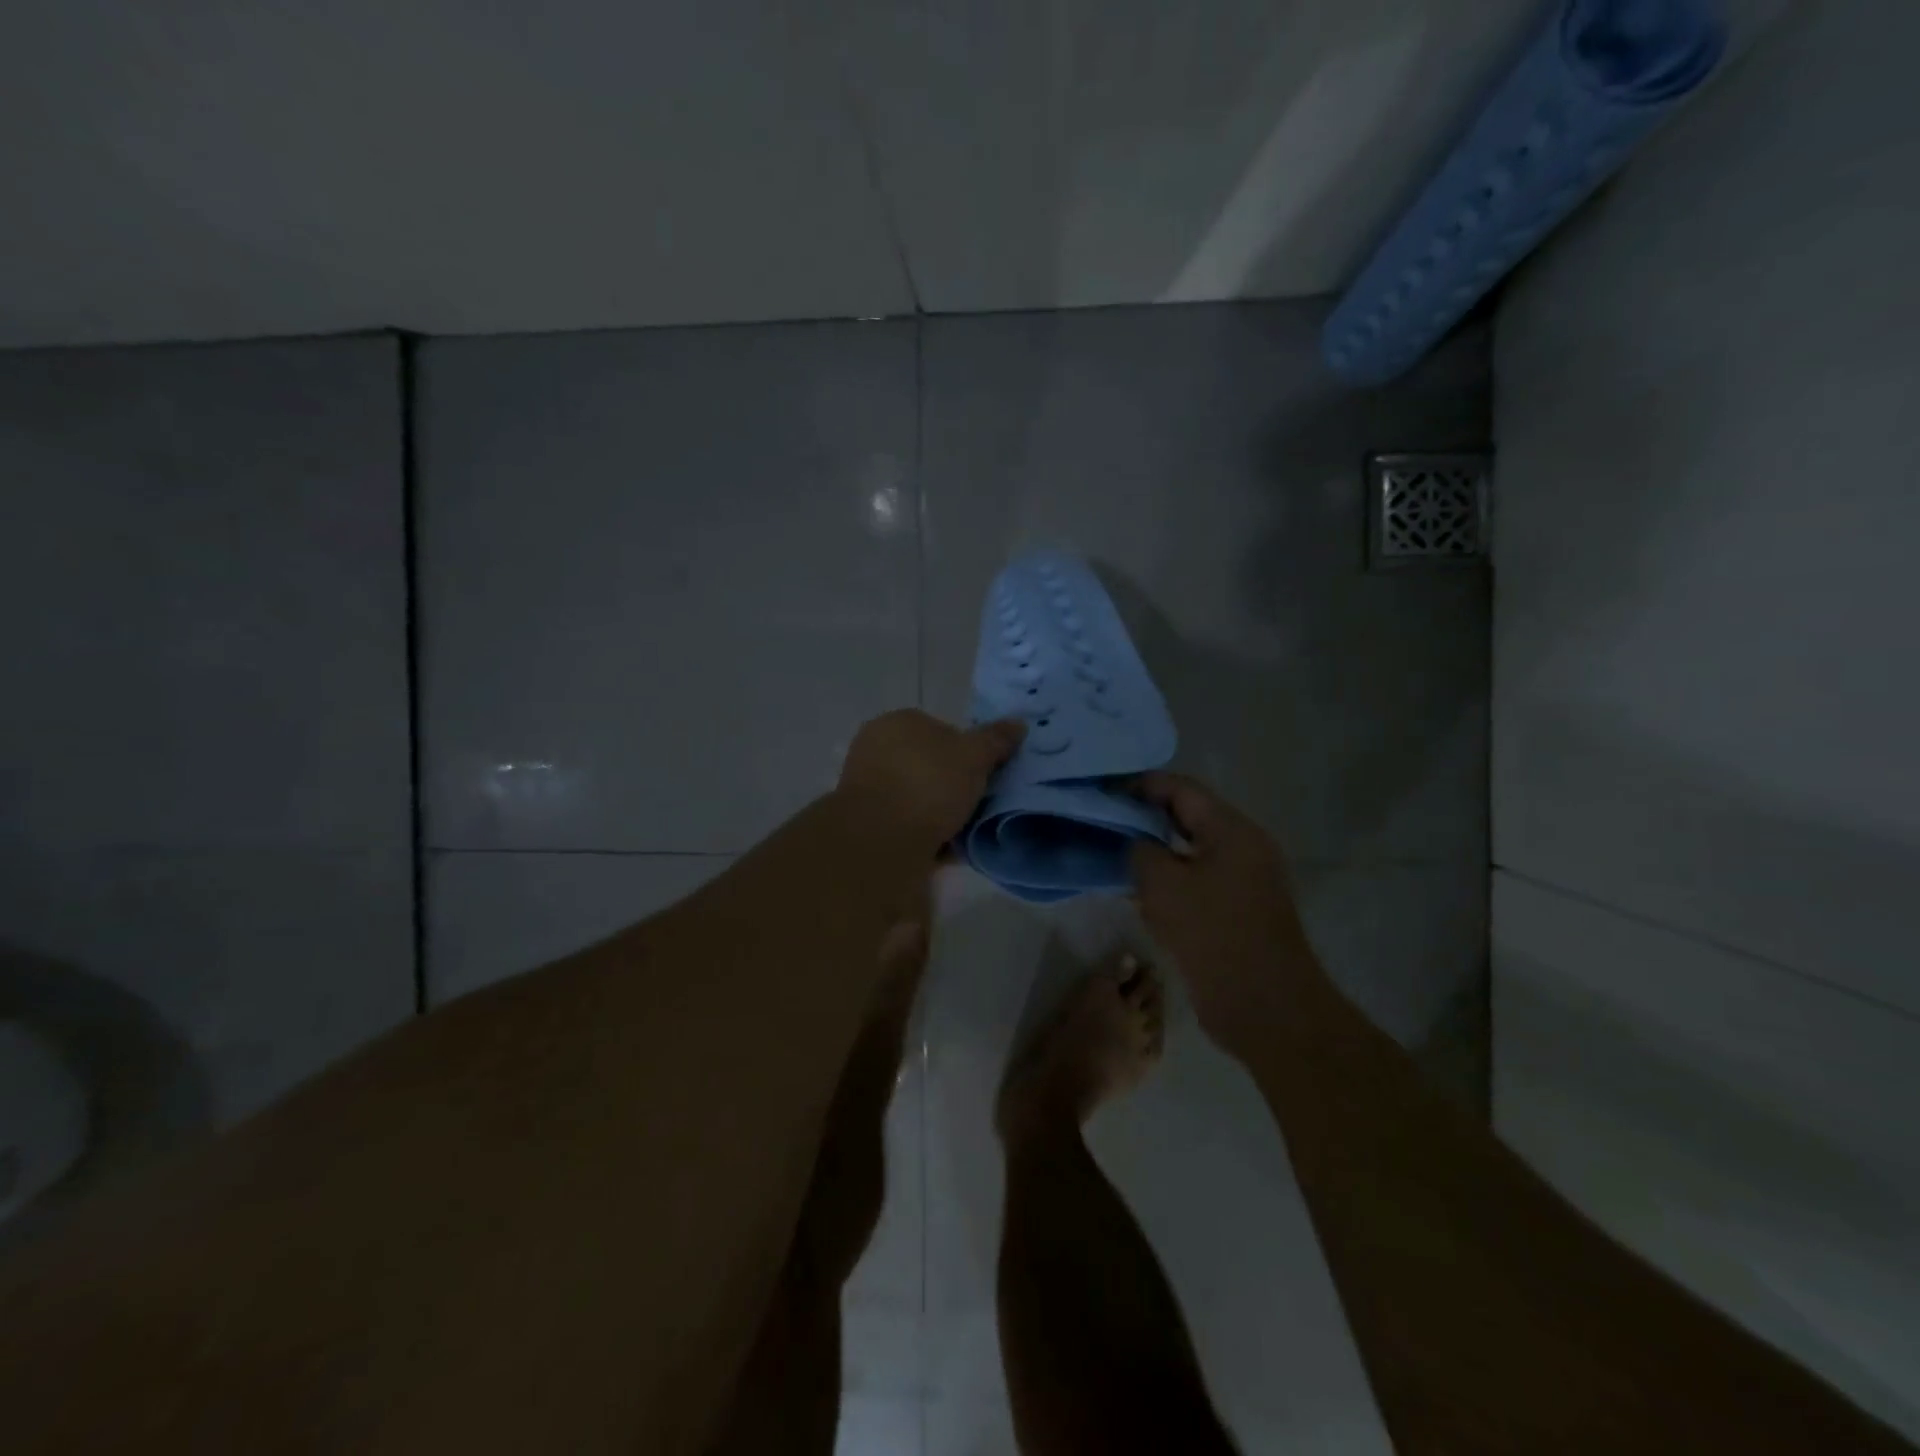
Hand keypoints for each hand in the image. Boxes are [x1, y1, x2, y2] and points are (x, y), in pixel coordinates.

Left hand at [837, 709, 1024, 851]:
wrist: (881, 841)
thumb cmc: (927, 785)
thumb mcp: (973, 756)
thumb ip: (996, 739)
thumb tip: (1018, 723)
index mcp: (897, 722)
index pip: (941, 729)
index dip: (967, 751)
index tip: (985, 775)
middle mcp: (875, 748)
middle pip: (928, 765)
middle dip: (952, 785)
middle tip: (978, 805)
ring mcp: (866, 787)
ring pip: (917, 797)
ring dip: (940, 813)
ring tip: (966, 832)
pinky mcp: (865, 823)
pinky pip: (906, 824)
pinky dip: (925, 834)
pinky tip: (947, 851)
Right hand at [1129, 772, 1319, 1054]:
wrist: (1264, 1005)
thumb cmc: (1212, 933)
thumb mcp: (1162, 884)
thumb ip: (1141, 850)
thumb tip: (1138, 843)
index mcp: (1232, 830)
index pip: (1181, 788)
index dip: (1141, 785)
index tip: (1105, 793)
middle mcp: (1244, 846)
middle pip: (1189, 816)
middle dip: (1147, 817)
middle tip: (1107, 824)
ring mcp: (1246, 879)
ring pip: (1193, 850)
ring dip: (1158, 851)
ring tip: (1118, 857)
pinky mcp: (1241, 909)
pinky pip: (1200, 879)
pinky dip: (1172, 879)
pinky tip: (1142, 893)